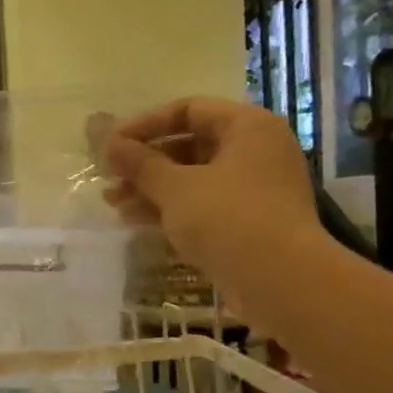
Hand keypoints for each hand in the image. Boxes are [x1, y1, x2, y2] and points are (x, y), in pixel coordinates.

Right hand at [101, 98, 324, 298]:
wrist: (282, 282)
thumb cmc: (228, 219)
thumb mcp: (175, 187)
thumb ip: (139, 162)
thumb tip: (109, 143)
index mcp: (247, 127)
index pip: (188, 110)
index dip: (145, 124)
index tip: (112, 144)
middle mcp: (256, 150)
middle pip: (189, 144)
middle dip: (145, 162)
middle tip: (109, 176)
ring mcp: (255, 187)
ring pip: (193, 177)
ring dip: (151, 187)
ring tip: (113, 202)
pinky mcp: (250, 221)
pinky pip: (203, 203)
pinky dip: (170, 208)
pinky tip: (135, 220)